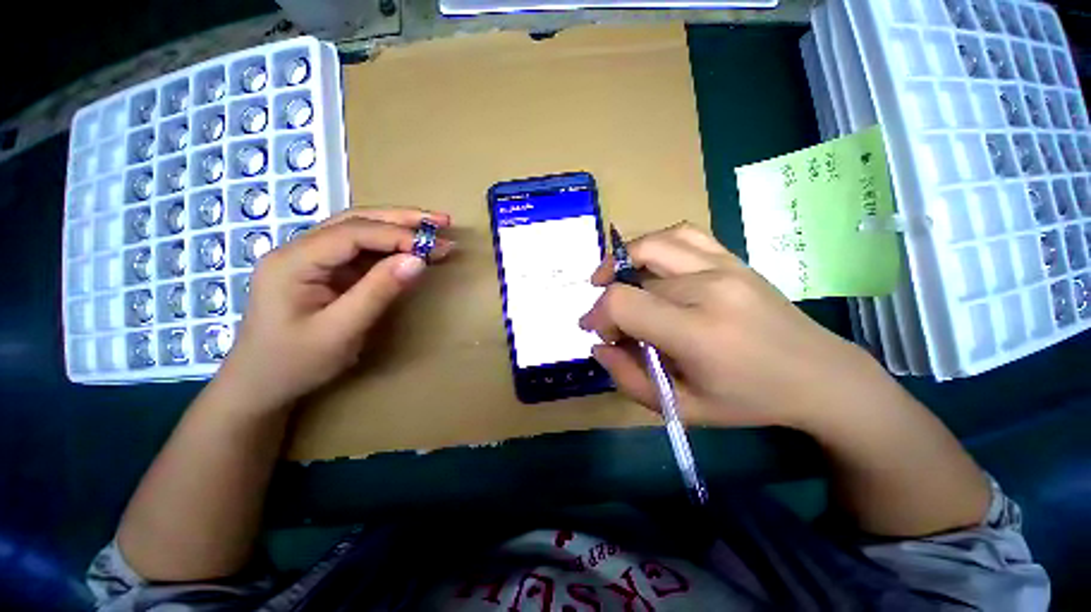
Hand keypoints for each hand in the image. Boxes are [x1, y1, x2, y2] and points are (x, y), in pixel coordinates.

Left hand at [220, 208, 452, 408]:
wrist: (261, 385)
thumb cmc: (295, 363)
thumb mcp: (340, 331)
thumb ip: (378, 292)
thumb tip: (418, 260)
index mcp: (293, 261)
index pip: (352, 233)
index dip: (396, 235)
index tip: (433, 246)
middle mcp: (299, 250)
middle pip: (356, 221)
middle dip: (401, 219)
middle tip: (442, 221)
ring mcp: (311, 259)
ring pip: (360, 230)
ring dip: (399, 228)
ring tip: (434, 228)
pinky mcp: (325, 271)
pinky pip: (361, 250)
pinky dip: (391, 247)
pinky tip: (412, 248)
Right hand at [579, 223, 891, 430]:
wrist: (819, 375)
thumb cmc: (748, 400)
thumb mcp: (683, 408)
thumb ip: (630, 378)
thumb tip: (599, 346)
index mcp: (698, 332)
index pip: (624, 302)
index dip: (598, 314)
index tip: (596, 331)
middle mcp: (710, 288)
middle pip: (634, 278)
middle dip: (611, 302)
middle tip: (614, 324)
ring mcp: (724, 266)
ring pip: (653, 246)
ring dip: (622, 262)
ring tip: (613, 280)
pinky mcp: (733, 258)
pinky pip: (683, 234)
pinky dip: (654, 244)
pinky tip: (648, 264)